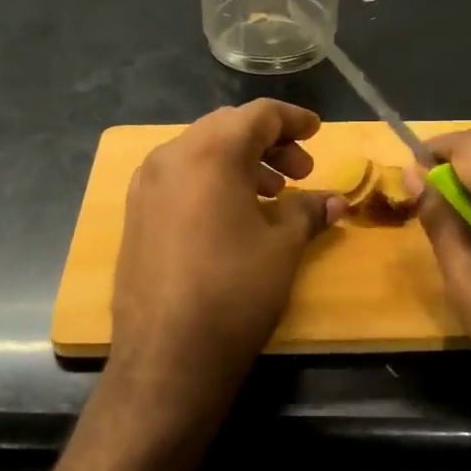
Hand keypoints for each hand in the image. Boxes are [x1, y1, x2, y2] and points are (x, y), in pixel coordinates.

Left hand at [106, 101, 342, 433]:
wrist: (167, 355)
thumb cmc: (235, 290)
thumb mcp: (283, 246)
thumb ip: (309, 210)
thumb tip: (335, 201)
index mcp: (209, 152)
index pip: (258, 115)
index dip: (293, 120)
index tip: (317, 131)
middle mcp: (170, 156)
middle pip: (226, 128)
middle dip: (268, 143)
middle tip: (300, 172)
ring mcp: (146, 185)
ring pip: (200, 152)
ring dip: (240, 162)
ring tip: (272, 195)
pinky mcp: (136, 213)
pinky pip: (180, 178)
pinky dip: (212, 181)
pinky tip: (234, 215)